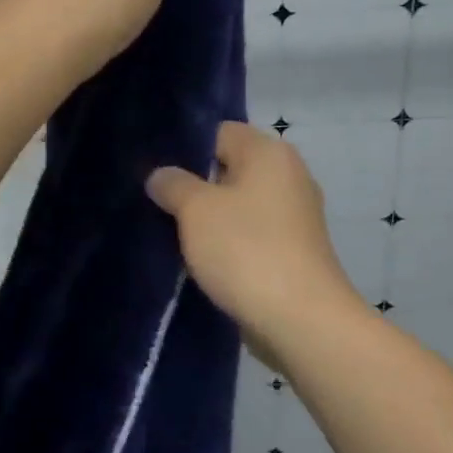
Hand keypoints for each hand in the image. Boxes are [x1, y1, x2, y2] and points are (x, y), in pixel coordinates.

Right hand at [146, 122, 364, 344]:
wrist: (300, 320)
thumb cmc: (246, 250)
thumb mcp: (196, 210)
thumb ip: (173, 185)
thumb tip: (161, 175)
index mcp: (269, 153)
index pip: (219, 133)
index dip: (184, 149)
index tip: (153, 171)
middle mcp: (288, 176)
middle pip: (229, 169)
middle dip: (193, 186)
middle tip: (155, 203)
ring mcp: (294, 216)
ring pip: (238, 205)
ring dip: (208, 219)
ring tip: (169, 232)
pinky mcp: (292, 251)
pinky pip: (250, 234)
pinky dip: (227, 243)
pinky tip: (199, 259)